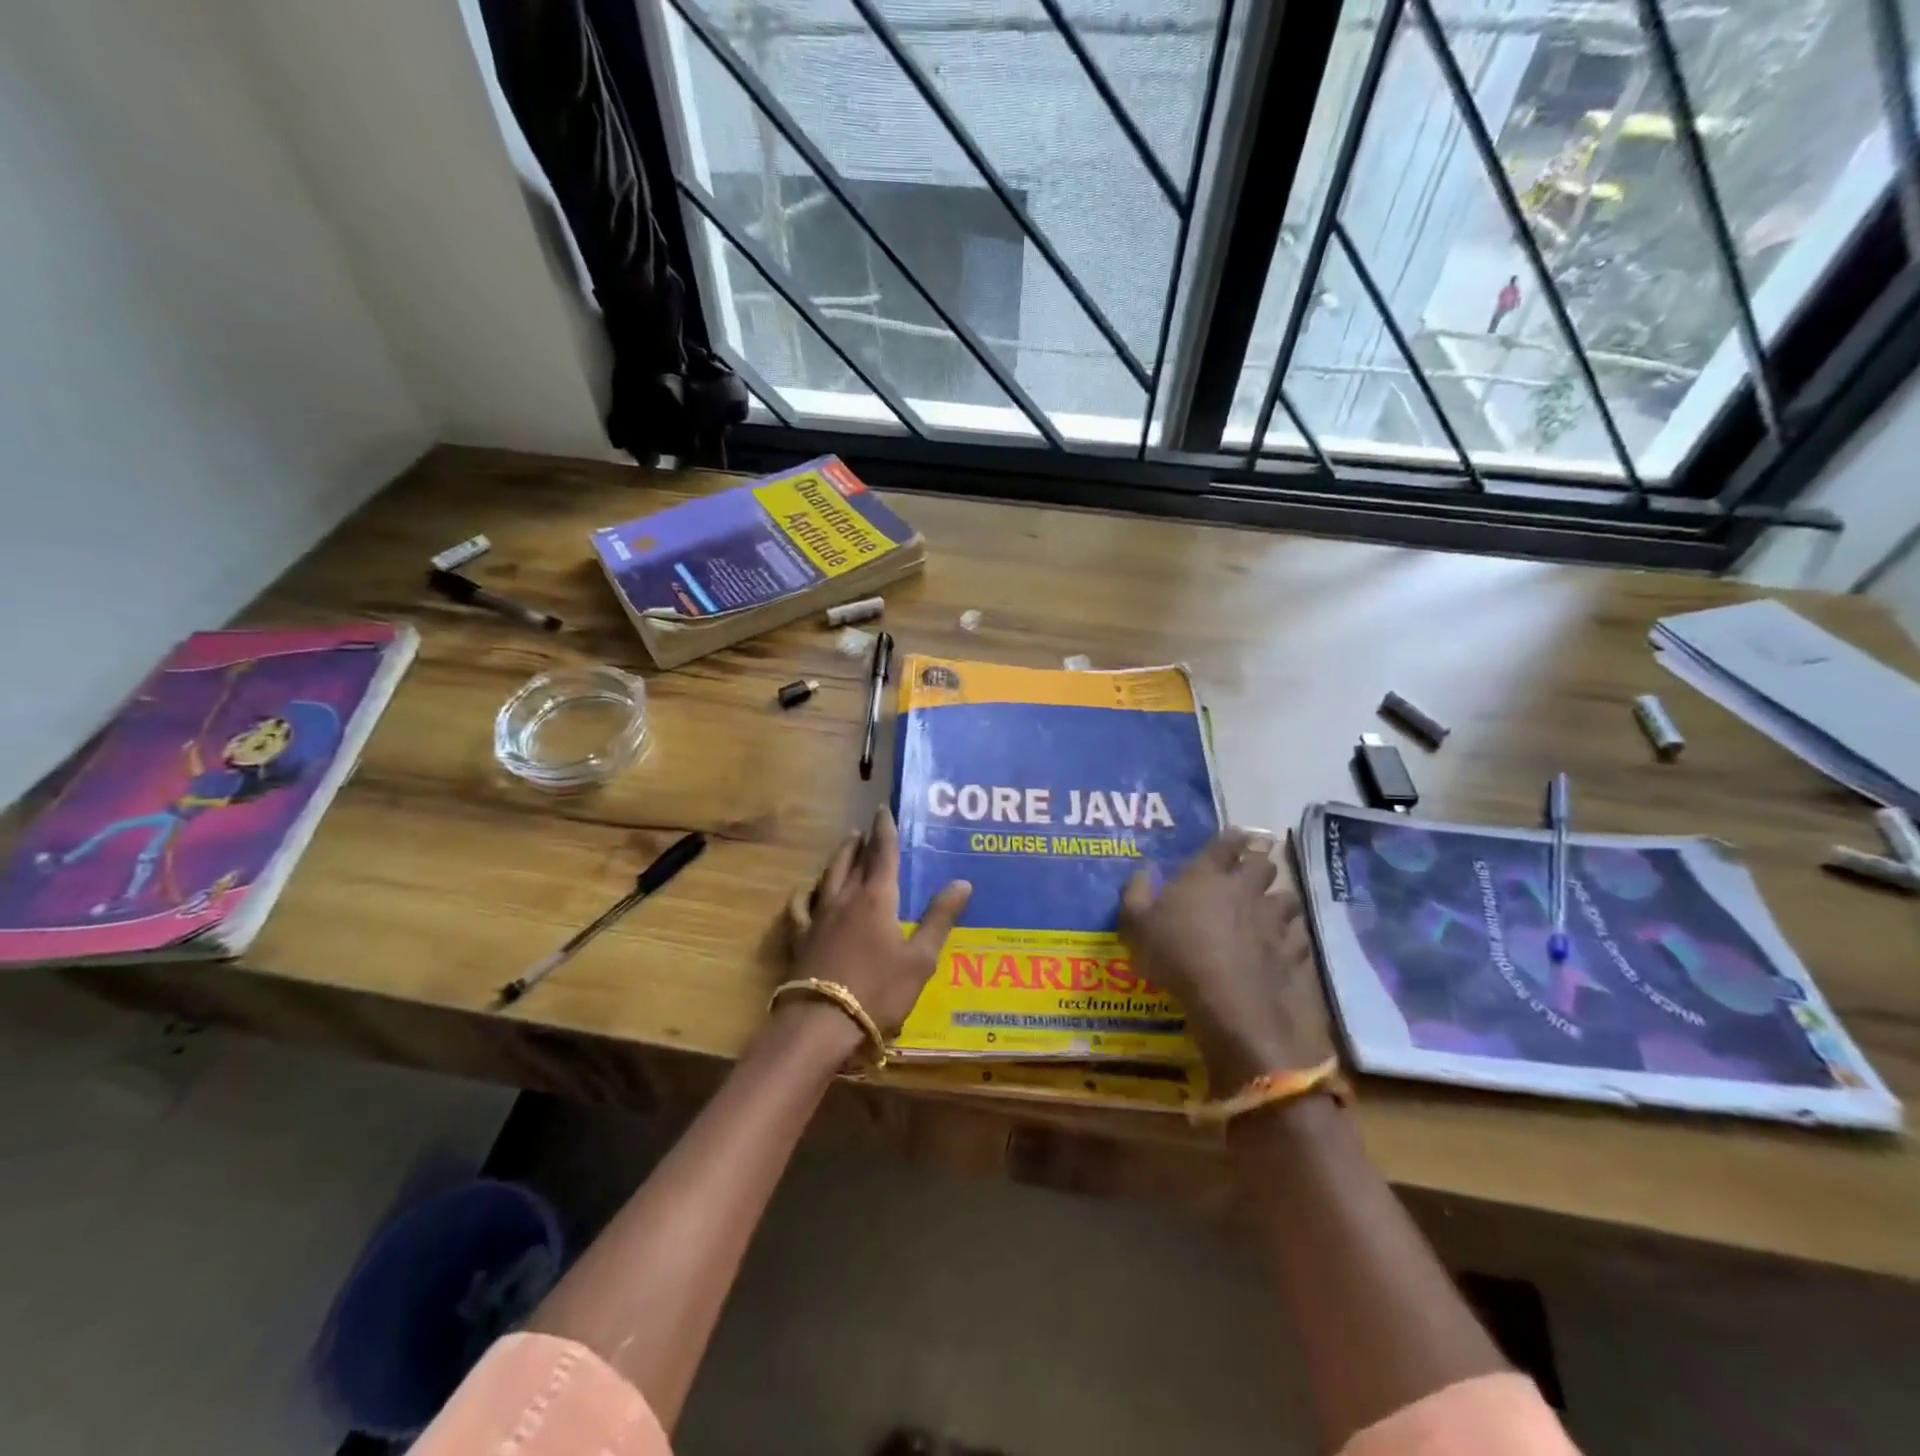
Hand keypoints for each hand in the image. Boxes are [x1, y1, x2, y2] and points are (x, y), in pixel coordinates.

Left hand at [786, 808, 971, 1037]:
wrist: (822, 1024)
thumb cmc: (879, 991)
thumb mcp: (920, 959)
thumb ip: (939, 919)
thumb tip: (962, 882)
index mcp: (876, 899)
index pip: (883, 855)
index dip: (885, 831)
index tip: (883, 811)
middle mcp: (845, 899)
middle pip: (852, 861)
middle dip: (860, 842)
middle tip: (864, 830)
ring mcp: (818, 917)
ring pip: (827, 877)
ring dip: (837, 859)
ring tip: (843, 848)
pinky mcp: (800, 938)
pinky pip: (800, 907)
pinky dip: (805, 894)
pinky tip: (805, 892)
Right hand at [1120, 829, 1325, 1091]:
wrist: (1227, 1001)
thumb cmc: (1175, 955)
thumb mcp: (1135, 924)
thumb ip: (1135, 893)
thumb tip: (1141, 870)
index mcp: (1206, 876)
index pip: (1224, 844)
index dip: (1231, 838)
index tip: (1236, 836)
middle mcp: (1244, 889)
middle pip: (1263, 864)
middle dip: (1259, 863)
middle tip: (1252, 870)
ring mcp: (1272, 920)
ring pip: (1286, 897)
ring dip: (1278, 899)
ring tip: (1270, 908)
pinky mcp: (1290, 951)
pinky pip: (1298, 935)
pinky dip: (1292, 936)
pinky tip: (1284, 943)